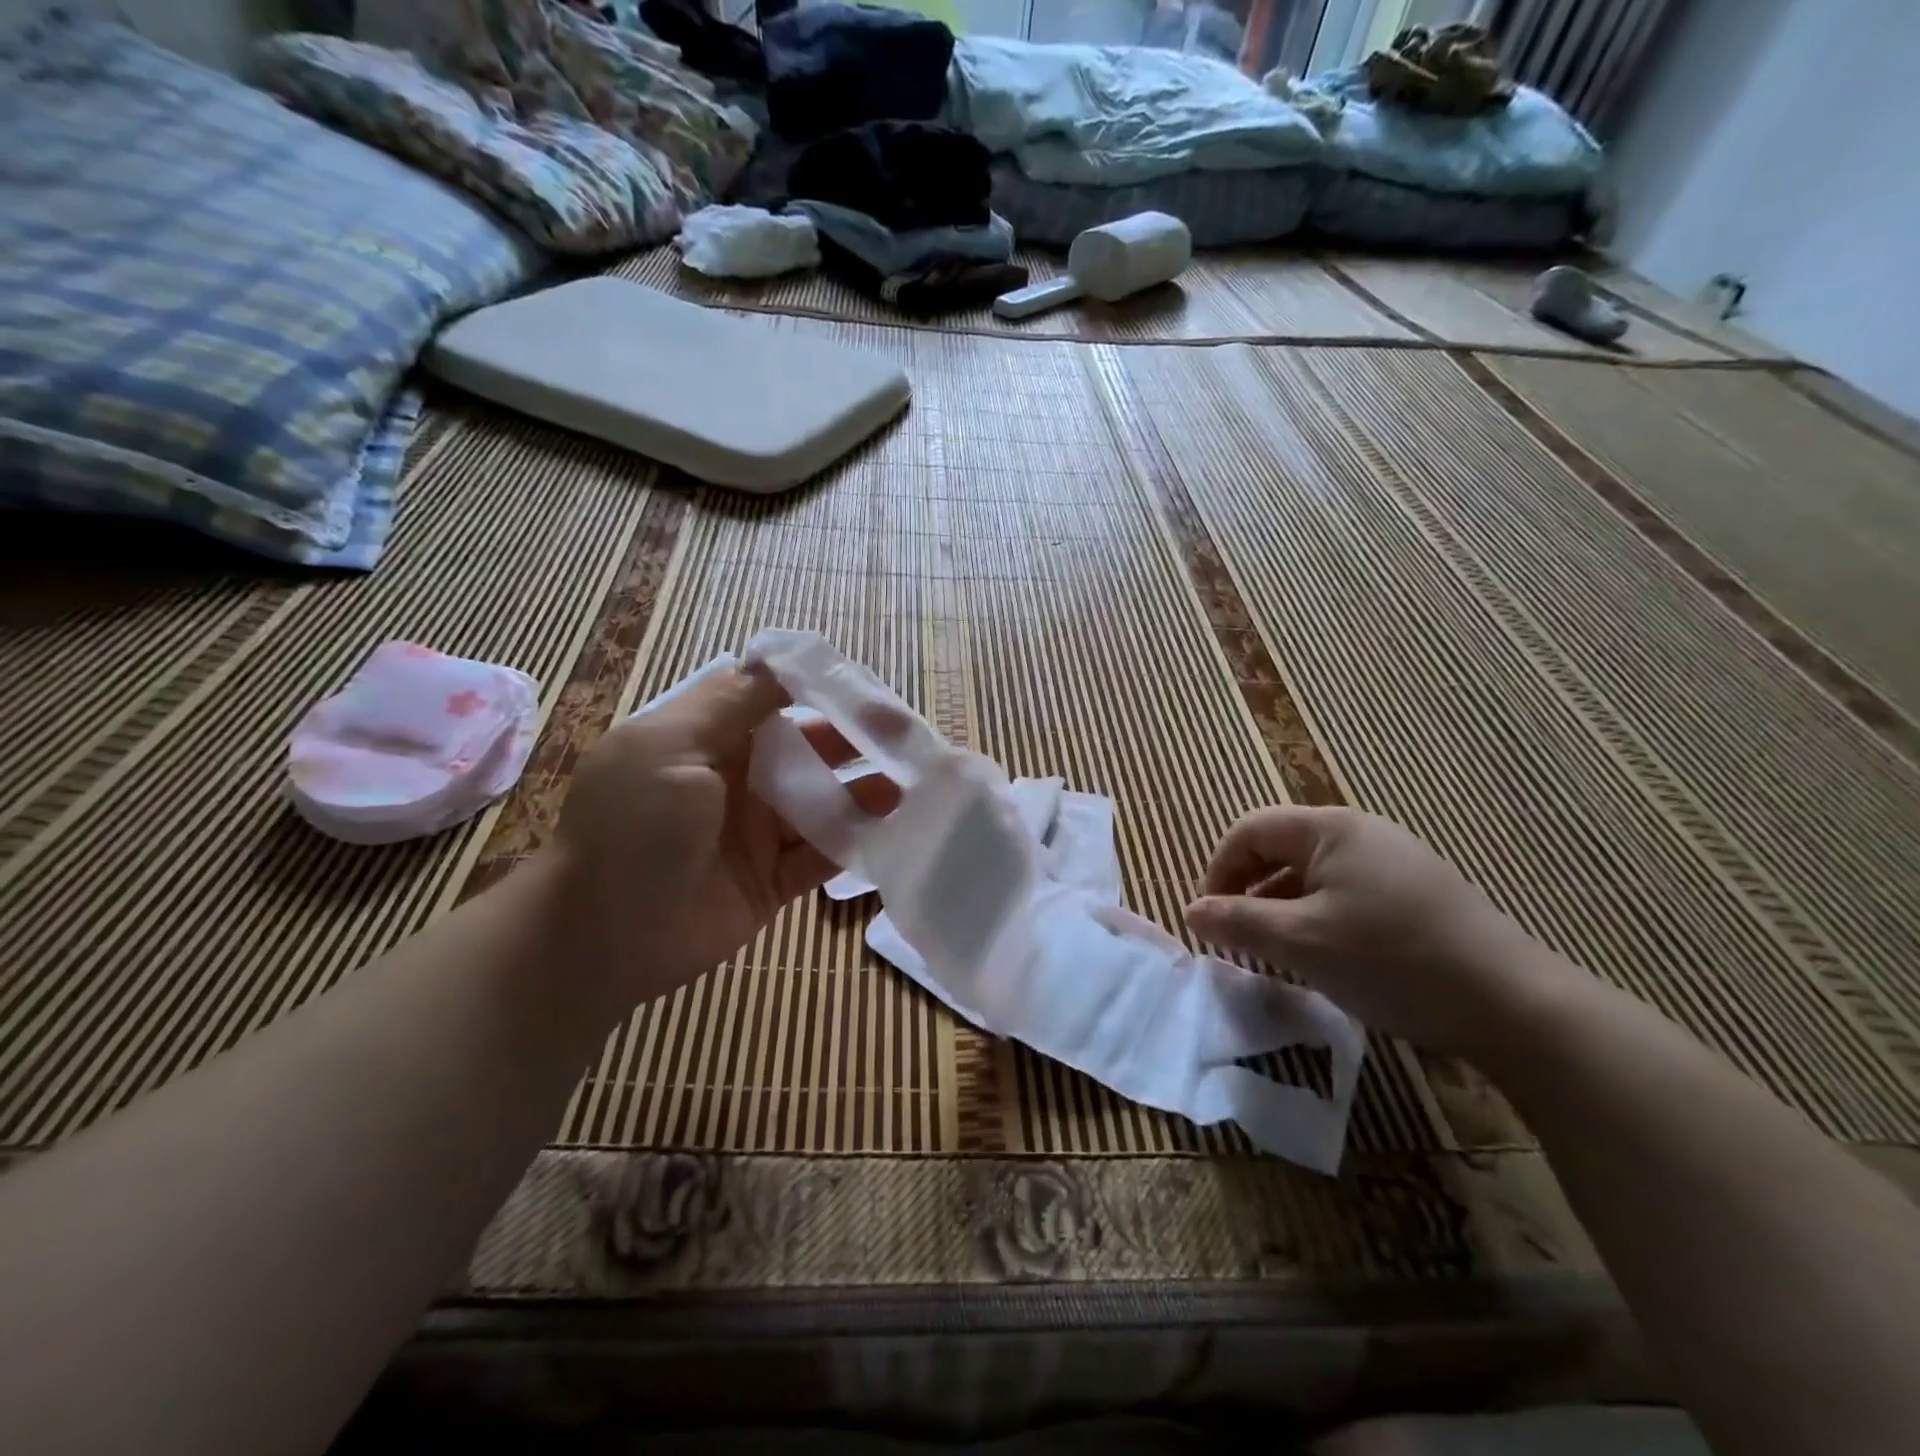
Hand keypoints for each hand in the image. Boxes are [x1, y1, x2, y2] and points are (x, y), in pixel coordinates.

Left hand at [545, 662, 897, 1013]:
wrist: (600, 939)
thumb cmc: (632, 829)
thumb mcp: (670, 749)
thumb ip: (732, 705)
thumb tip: (778, 659)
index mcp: (706, 738)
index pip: (771, 699)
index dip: (816, 689)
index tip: (863, 686)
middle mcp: (736, 778)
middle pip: (806, 749)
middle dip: (853, 739)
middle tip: (906, 735)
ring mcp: (757, 830)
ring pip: (821, 801)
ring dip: (863, 791)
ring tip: (909, 783)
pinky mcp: (773, 877)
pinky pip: (822, 853)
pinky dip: (855, 842)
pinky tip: (893, 830)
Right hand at [1184, 806, 1572, 1058]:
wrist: (1512, 1004)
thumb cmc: (1391, 960)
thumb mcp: (1301, 942)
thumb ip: (1238, 921)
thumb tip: (1191, 911)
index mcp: (1330, 828)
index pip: (1249, 830)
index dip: (1218, 870)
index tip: (1209, 919)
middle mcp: (1361, 832)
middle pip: (1280, 849)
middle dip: (1249, 891)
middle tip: (1238, 938)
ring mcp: (1395, 861)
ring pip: (1313, 875)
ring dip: (1282, 908)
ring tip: (1277, 954)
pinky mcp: (1418, 894)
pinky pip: (1347, 893)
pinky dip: (1319, 918)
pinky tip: (1327, 958)